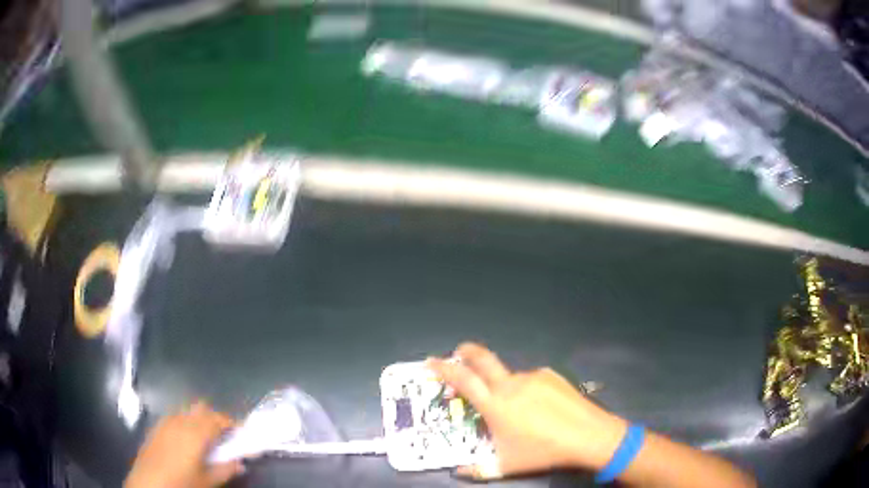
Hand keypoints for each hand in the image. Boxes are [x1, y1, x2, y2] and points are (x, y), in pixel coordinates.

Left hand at [125, 401, 243, 487]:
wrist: (148, 484)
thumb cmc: (182, 484)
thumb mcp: (207, 481)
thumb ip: (225, 469)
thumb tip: (240, 462)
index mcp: (195, 432)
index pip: (218, 419)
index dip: (232, 423)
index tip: (242, 432)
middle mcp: (180, 421)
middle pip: (201, 408)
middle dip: (215, 417)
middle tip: (224, 436)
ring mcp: (165, 422)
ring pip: (186, 411)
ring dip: (199, 419)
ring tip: (206, 439)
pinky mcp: (155, 428)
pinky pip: (174, 417)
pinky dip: (185, 423)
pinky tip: (185, 441)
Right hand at [428, 343, 626, 479]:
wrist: (588, 435)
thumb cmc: (542, 451)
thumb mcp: (506, 465)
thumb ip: (478, 469)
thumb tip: (458, 471)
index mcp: (496, 405)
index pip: (463, 380)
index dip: (444, 369)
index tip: (431, 362)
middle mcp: (511, 385)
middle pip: (484, 359)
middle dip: (468, 352)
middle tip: (459, 352)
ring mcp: (533, 377)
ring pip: (510, 376)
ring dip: (504, 386)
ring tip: (518, 409)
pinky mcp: (551, 375)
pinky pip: (531, 380)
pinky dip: (526, 389)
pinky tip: (539, 407)